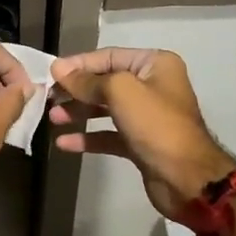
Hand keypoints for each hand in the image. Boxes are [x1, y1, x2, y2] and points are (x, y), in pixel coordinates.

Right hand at [49, 47, 233, 220]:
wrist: (187, 179)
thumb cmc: (156, 125)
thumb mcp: (120, 92)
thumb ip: (87, 80)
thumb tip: (58, 68)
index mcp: (154, 64)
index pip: (108, 56)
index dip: (79, 64)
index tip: (51, 74)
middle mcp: (152, 86)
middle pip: (105, 82)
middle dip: (76, 90)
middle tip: (48, 98)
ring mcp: (146, 116)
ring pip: (104, 108)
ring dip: (78, 112)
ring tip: (53, 119)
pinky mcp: (140, 142)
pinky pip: (108, 134)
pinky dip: (88, 137)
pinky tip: (65, 143)